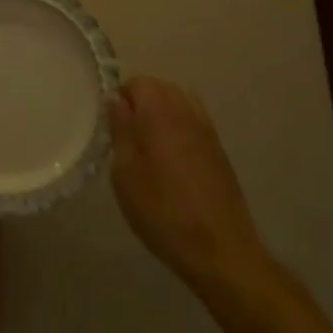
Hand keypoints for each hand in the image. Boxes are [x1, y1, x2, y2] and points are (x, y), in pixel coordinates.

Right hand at [111, 77, 268, 290]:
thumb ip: (120, 129)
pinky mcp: (219, 149)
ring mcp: (207, 129)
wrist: (220, 250)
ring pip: (179, 102)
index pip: (137, 83)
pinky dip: (180, 127)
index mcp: (159, 112)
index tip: (112, 126)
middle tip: (127, 137)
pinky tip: (173, 157)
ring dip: (162, 113)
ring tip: (149, 146)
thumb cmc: (163, 211)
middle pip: (160, 88)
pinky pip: (195, 121)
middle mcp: (186, 111)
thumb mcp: (125, 173)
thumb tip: (116, 99)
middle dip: (141, 103)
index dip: (121, 99)